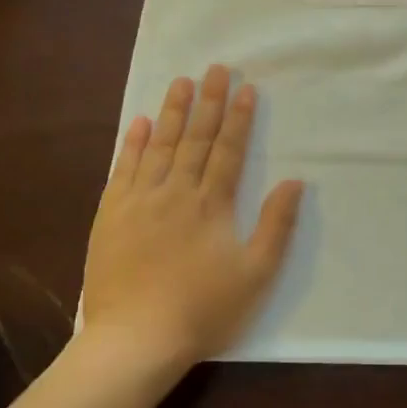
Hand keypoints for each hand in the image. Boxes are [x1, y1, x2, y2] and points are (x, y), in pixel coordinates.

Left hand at [80, 65, 303, 382]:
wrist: (136, 339)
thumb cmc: (203, 310)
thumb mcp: (255, 274)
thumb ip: (276, 226)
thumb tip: (295, 182)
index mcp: (211, 205)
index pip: (228, 151)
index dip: (238, 119)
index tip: (245, 89)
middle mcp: (175, 192)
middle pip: (194, 139)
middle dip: (207, 102)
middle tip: (214, 68)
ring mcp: (139, 201)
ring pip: (158, 146)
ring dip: (171, 112)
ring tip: (180, 82)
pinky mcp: (111, 215)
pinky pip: (122, 169)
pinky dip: (132, 143)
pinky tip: (138, 123)